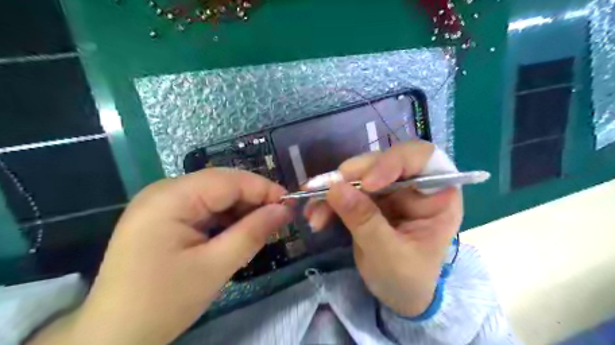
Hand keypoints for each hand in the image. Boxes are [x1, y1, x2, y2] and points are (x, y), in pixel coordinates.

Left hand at [30, 168, 293, 343]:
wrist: (111, 337)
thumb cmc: (163, 303)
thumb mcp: (215, 267)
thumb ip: (253, 233)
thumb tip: (284, 210)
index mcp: (171, 198)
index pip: (229, 180)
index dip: (263, 189)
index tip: (290, 205)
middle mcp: (164, 191)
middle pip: (221, 184)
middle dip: (253, 199)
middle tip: (278, 219)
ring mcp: (161, 203)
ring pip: (214, 195)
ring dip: (240, 210)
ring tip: (260, 228)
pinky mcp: (163, 216)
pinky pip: (203, 208)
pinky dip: (224, 218)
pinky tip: (236, 233)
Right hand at [302, 141, 460, 316]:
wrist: (398, 296)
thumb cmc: (408, 280)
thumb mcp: (388, 254)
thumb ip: (364, 220)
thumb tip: (335, 188)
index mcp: (436, 196)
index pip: (421, 158)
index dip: (393, 162)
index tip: (367, 184)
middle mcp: (413, 186)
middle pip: (382, 162)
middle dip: (352, 176)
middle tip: (325, 191)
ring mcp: (390, 191)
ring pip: (358, 175)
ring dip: (333, 190)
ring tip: (314, 213)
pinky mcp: (370, 200)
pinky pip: (346, 190)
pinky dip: (328, 201)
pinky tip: (315, 215)